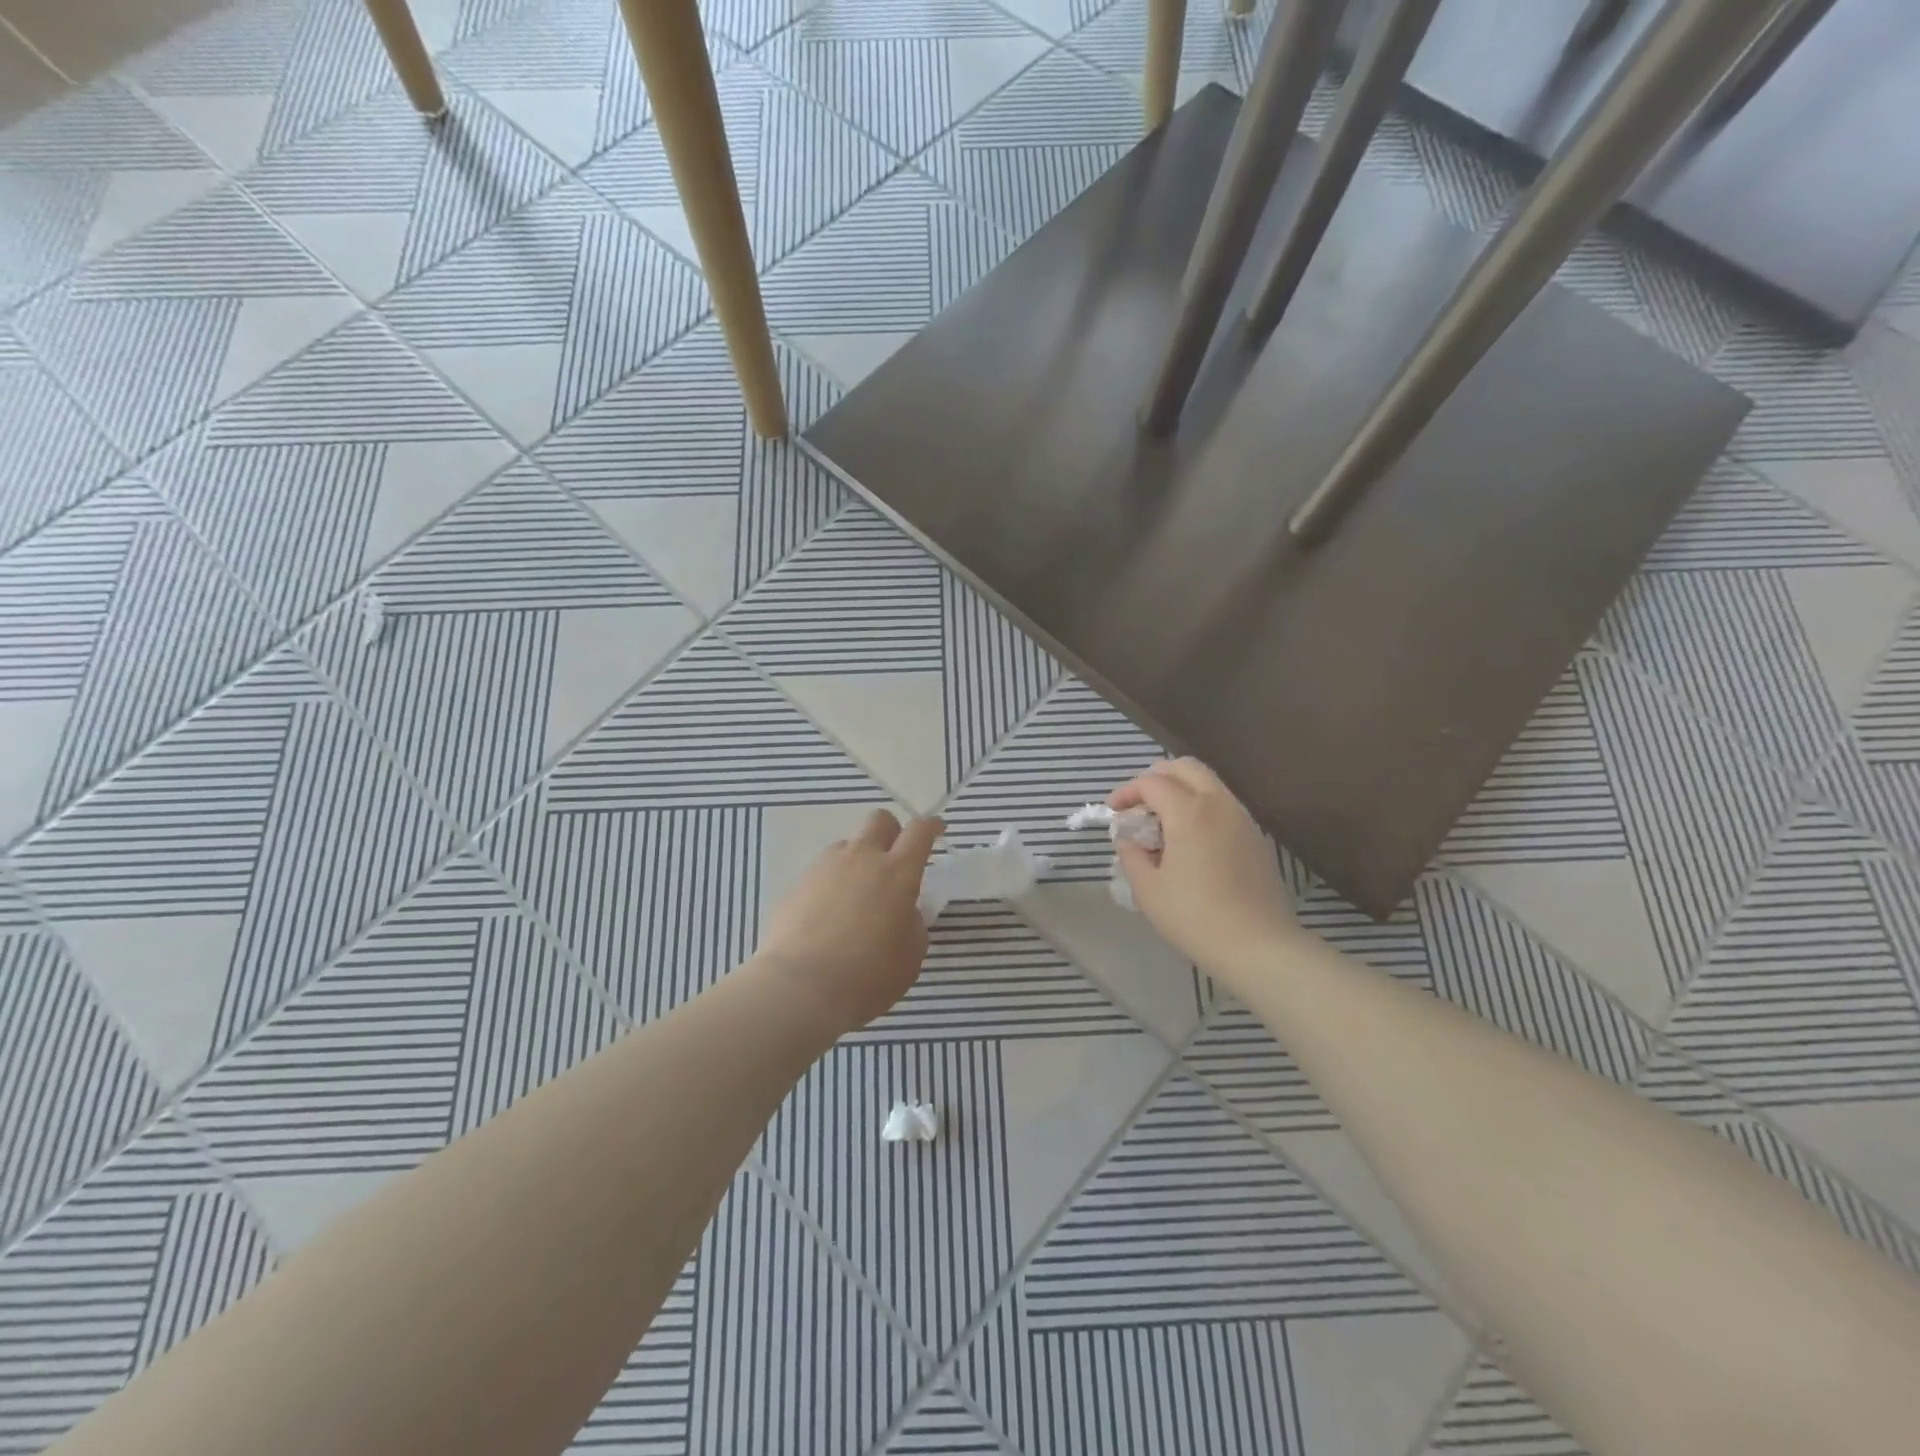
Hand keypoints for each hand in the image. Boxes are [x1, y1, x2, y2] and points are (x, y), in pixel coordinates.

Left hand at [757, 809, 942, 1036]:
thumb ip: (913, 925)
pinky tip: (828, 917)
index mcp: (898, 872)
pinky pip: (822, 872)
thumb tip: (903, 913)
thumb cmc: (868, 976)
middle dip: (892, 832)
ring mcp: (825, 867)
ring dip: (858, 861)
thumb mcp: (910, 957)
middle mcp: (862, 858)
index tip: (936, 831)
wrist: (800, 988)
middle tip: (894, 861)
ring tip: (857, 897)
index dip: (931, 827)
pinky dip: (831, 885)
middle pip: (880, 820)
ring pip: (847, 845)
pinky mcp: (797, 884)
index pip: (920, 831)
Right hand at [1111, 760, 1299, 983]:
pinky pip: (1224, 805)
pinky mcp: (1256, 838)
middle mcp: (1218, 805)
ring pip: (1209, 784)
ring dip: (1181, 790)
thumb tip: (1129, 840)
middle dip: (1157, 777)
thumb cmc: (1195, 917)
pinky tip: (1190, 840)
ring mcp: (1242, 819)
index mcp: (1189, 812)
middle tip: (1139, 803)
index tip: (1113, 812)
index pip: (1152, 783)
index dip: (1127, 792)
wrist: (1258, 946)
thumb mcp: (1148, 890)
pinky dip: (1201, 807)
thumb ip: (1132, 856)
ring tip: (1163, 822)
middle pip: (1186, 768)